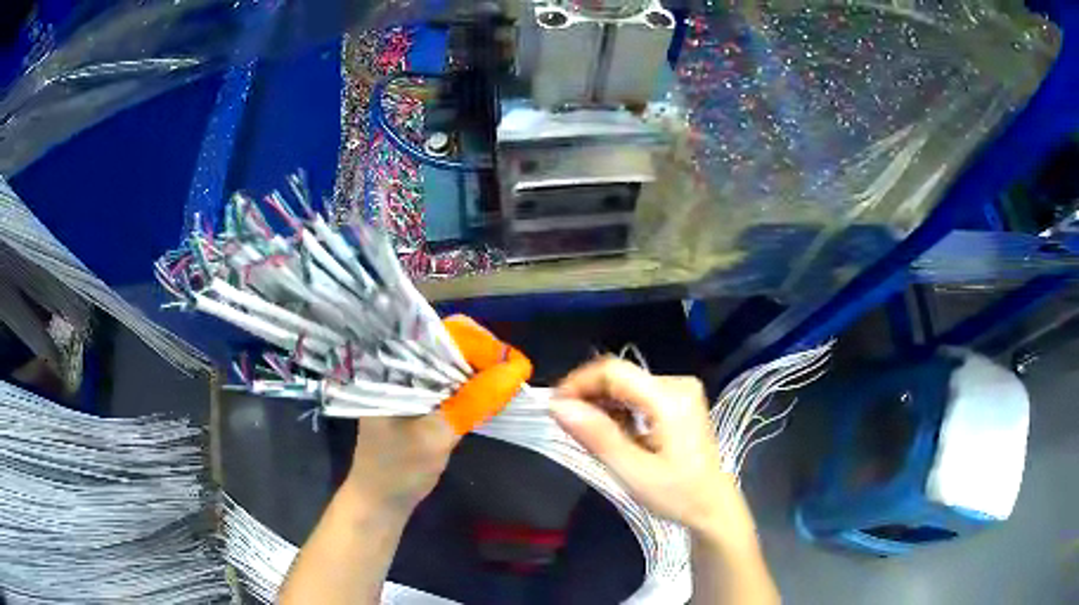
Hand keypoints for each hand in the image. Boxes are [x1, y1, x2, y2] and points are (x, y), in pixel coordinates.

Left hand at [344, 316, 531, 518]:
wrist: (380, 501)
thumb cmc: (397, 469)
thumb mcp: (435, 436)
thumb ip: (472, 403)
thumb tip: (515, 371)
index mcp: (392, 365)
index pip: (441, 335)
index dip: (481, 344)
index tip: (513, 364)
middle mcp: (401, 365)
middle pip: (450, 343)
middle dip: (485, 354)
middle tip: (516, 374)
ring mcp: (412, 382)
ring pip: (455, 362)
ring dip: (483, 370)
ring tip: (510, 382)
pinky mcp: (422, 399)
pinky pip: (453, 381)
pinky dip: (475, 386)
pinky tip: (493, 394)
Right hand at [550, 358, 755, 542]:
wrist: (713, 507)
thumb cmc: (677, 494)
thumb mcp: (632, 471)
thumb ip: (597, 436)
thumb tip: (558, 406)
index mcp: (670, 398)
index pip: (614, 372)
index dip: (578, 383)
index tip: (554, 408)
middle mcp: (677, 384)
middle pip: (620, 376)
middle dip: (588, 396)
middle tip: (566, 426)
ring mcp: (680, 391)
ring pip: (626, 385)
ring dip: (601, 405)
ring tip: (588, 435)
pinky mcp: (679, 401)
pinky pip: (637, 395)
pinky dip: (618, 410)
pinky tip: (612, 434)